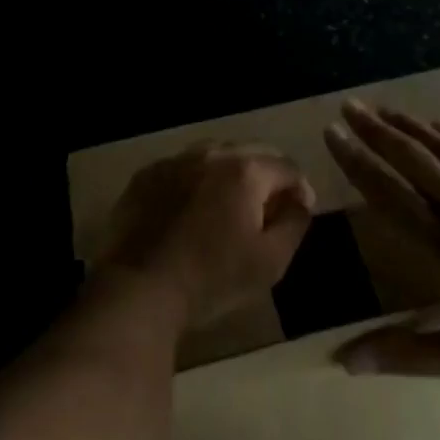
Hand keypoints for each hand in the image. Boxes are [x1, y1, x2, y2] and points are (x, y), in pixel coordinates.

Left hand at [95, 143, 314, 329]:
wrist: (139, 287)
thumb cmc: (212, 278)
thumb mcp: (270, 261)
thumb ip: (295, 224)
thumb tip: (299, 202)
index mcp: (244, 171)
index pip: (286, 166)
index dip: (300, 187)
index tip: (300, 210)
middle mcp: (209, 153)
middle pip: (250, 152)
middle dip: (267, 175)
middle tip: (269, 205)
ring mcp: (173, 161)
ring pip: (214, 155)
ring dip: (230, 173)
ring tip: (231, 203)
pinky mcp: (145, 176)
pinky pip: (182, 168)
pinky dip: (196, 180)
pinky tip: (192, 207)